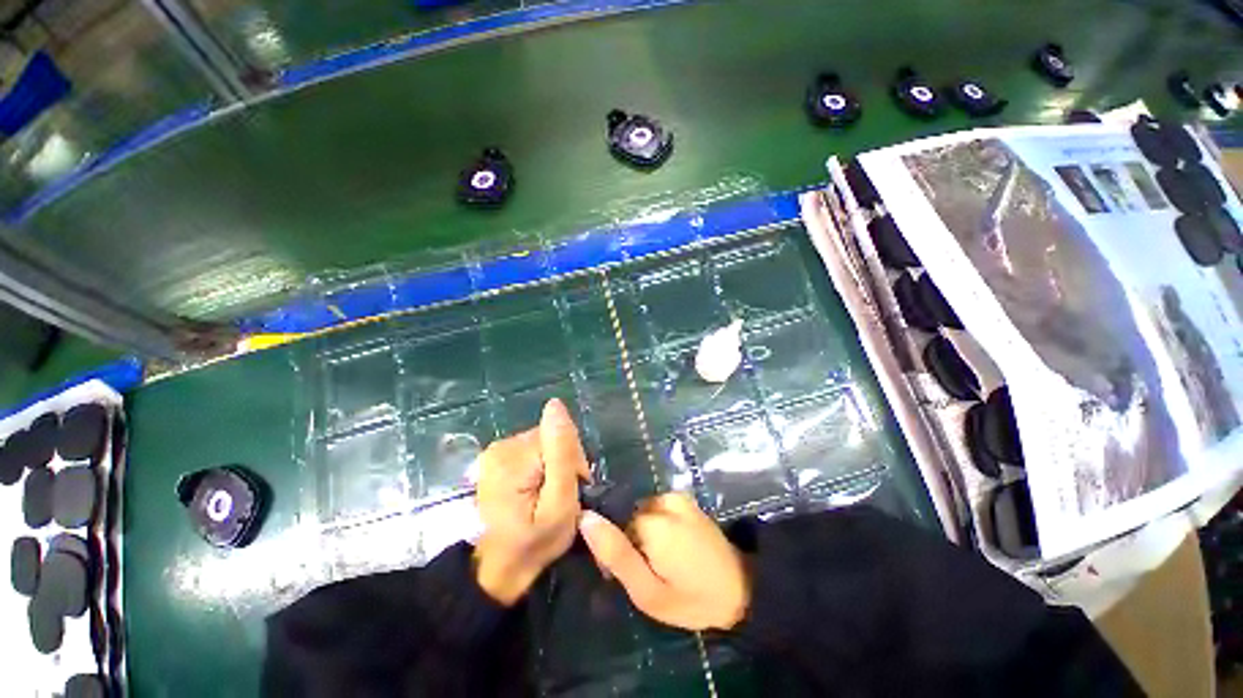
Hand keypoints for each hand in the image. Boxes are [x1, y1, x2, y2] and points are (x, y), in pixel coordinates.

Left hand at [473, 398, 590, 604]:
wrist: (494, 572)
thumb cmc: (532, 544)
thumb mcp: (558, 504)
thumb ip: (562, 454)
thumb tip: (556, 405)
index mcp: (514, 455)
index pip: (560, 436)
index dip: (573, 461)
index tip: (572, 490)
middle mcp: (500, 446)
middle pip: (551, 439)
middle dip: (563, 463)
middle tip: (560, 498)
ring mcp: (495, 452)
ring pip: (543, 445)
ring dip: (552, 467)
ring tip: (547, 497)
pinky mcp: (495, 460)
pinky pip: (531, 452)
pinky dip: (539, 469)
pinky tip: (534, 492)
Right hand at [579, 492, 748, 630]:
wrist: (742, 588)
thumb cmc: (692, 598)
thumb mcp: (648, 591)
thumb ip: (616, 554)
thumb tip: (585, 518)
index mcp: (652, 522)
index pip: (613, 525)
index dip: (616, 550)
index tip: (629, 574)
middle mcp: (662, 500)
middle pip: (627, 516)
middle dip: (631, 541)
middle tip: (649, 572)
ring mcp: (676, 496)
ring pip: (641, 513)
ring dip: (645, 533)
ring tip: (663, 560)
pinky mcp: (685, 499)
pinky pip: (657, 509)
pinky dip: (658, 525)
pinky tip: (673, 545)